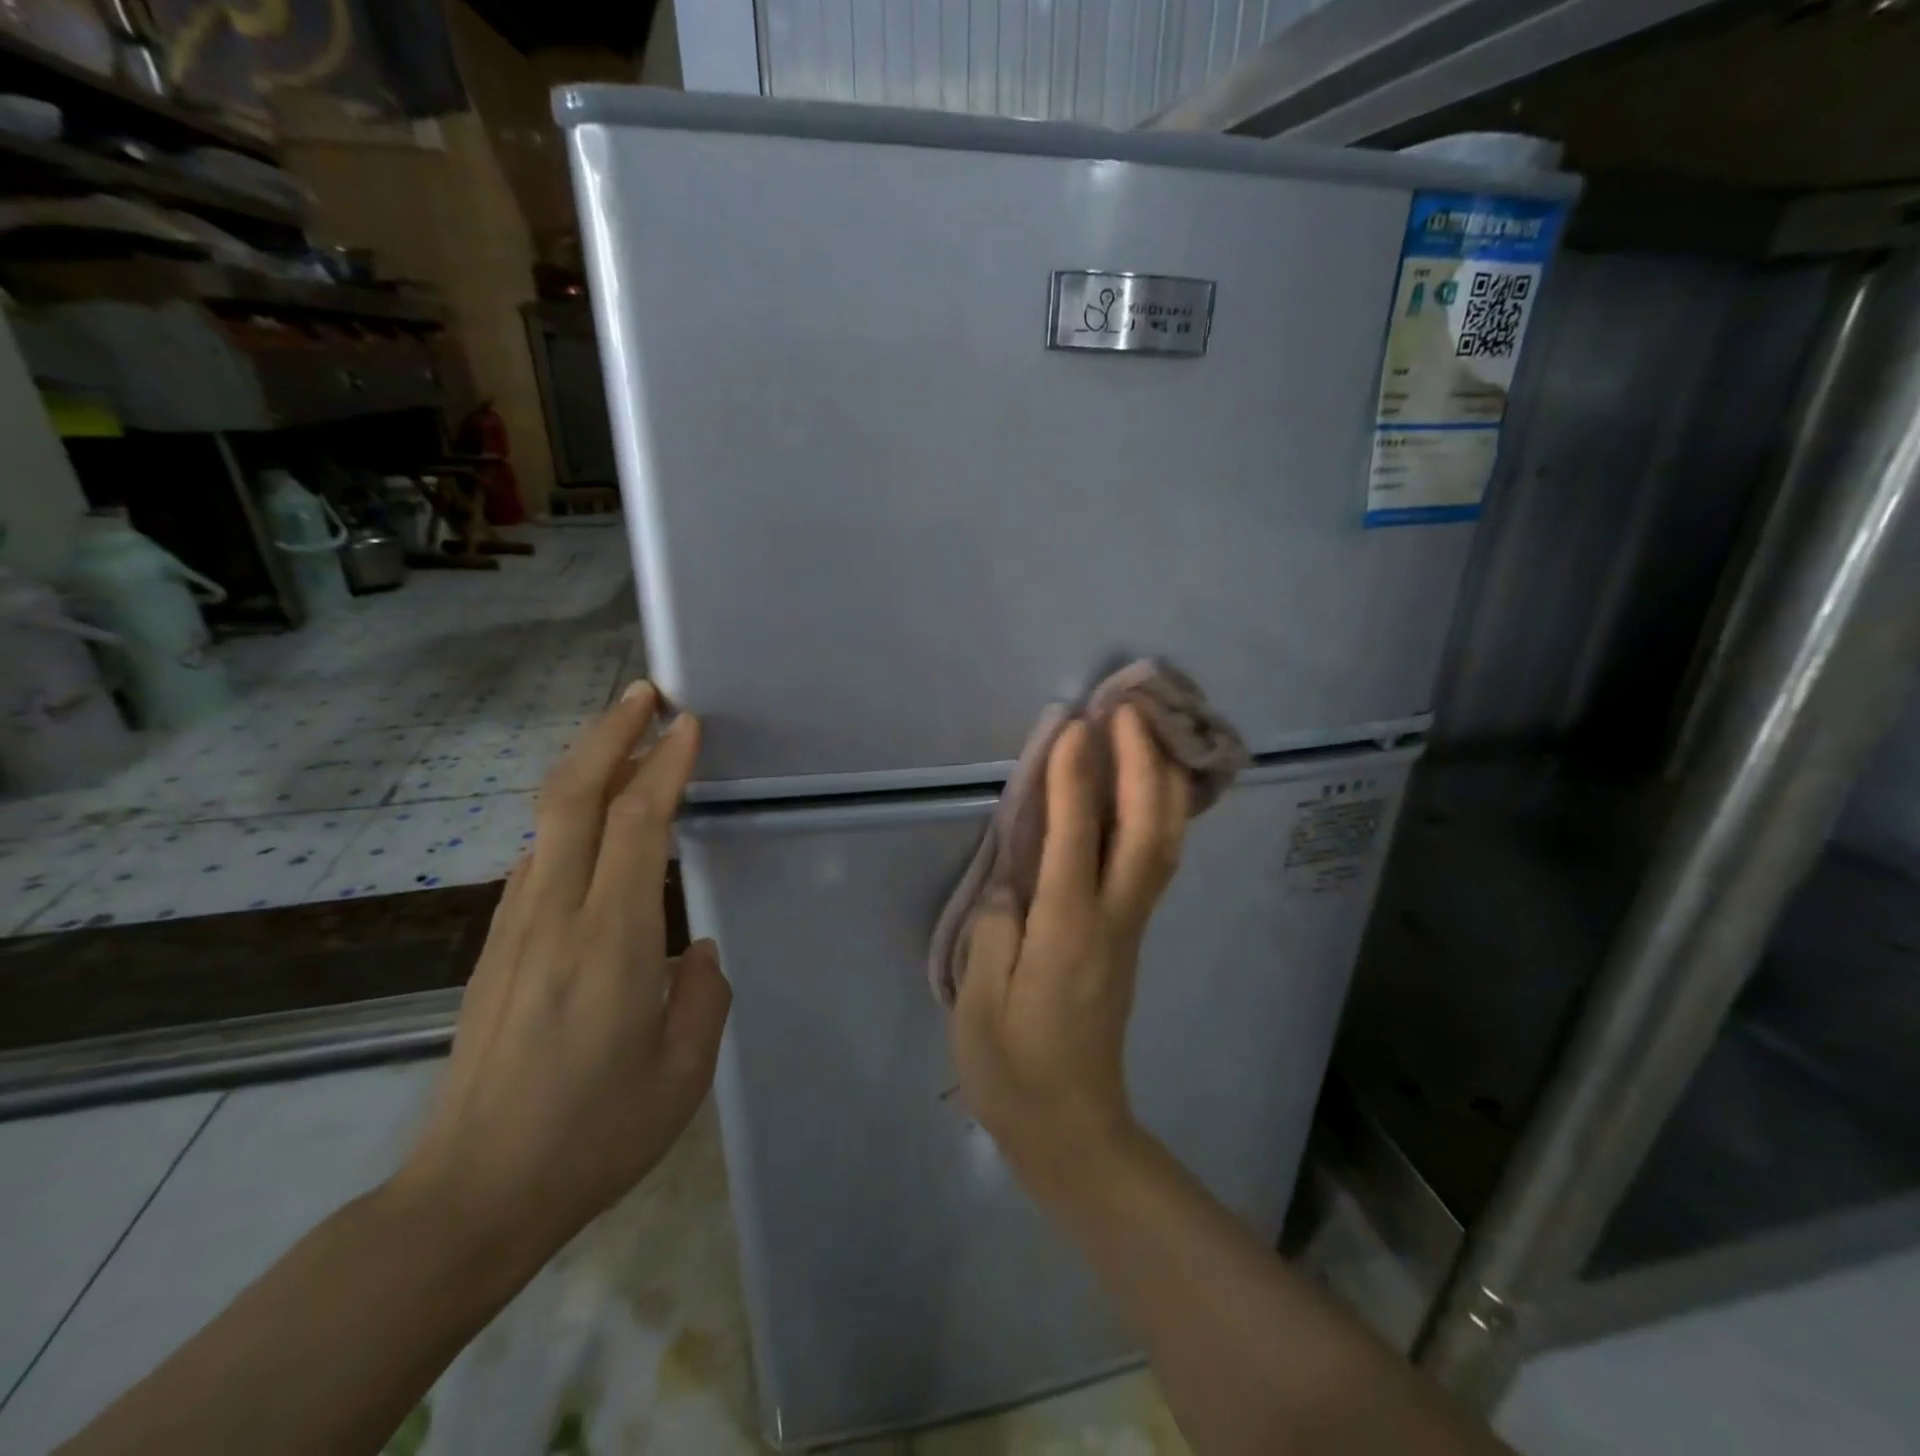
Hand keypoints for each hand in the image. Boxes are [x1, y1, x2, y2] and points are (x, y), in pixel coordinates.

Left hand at [390, 683, 731, 1276]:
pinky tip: (588, 824)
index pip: (635, 826)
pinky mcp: (496, 951)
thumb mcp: (683, 1074)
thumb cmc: (592, 1136)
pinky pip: (536, 861)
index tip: (687, 724)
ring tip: (624, 740)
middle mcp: (555, 919)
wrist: (469, 1197)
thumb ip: (704, 995)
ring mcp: (516, 931)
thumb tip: (694, 948)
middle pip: (572, 799)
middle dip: (609, 735)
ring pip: (547, 823)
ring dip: (586, 768)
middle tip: (645, 695)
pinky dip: (566, 818)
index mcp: (610, 944)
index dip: (663, 766)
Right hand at [951, 705, 1190, 1206]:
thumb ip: (996, 928)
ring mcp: (1130, 928)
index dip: (1075, 780)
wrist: (1072, 1129)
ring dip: (1159, 783)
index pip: (1075, 843)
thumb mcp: (980, 1003)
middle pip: (1145, 833)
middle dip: (1141, 765)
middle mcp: (1112, 922)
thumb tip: (1017, 877)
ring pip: (1162, 845)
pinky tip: (1148, 789)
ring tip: (1145, 731)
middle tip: (1127, 708)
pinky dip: (1157, 815)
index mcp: (1067, 936)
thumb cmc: (1013, 1070)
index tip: (1075, 726)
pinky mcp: (1129, 934)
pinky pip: (1153, 862)